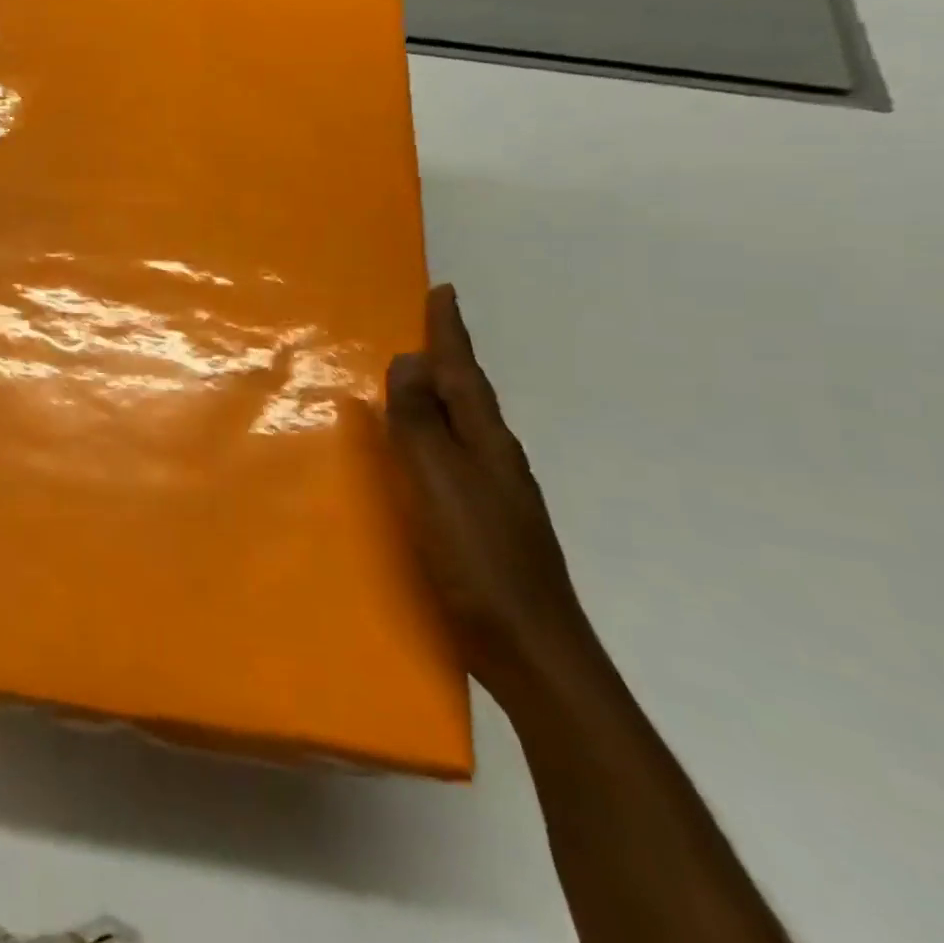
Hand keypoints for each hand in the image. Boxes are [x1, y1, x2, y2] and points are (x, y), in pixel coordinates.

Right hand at [385, 285, 588, 697]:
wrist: (532, 651)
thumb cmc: (479, 559)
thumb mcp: (439, 484)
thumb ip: (421, 423)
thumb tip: (411, 360)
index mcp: (486, 443)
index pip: (463, 373)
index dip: (450, 333)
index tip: (444, 291)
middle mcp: (496, 459)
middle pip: (469, 395)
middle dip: (449, 359)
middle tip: (426, 328)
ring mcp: (496, 494)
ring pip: (464, 427)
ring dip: (442, 396)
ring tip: (417, 381)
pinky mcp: (485, 523)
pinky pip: (455, 458)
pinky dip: (437, 436)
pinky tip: (424, 453)